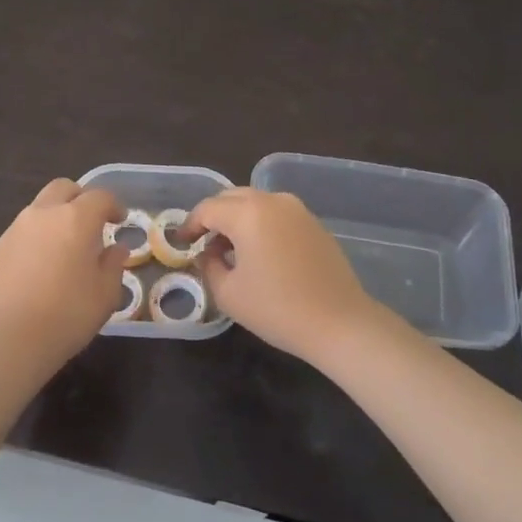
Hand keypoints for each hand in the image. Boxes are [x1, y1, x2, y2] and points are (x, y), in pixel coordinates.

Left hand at [0, 179, 128, 367]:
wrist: (13, 338)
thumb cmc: (69, 314)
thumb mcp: (106, 293)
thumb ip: (113, 264)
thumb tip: (116, 249)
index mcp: (76, 219)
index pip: (100, 197)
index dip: (113, 205)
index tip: (119, 220)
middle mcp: (43, 214)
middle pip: (63, 188)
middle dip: (79, 198)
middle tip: (89, 223)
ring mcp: (14, 230)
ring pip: (38, 209)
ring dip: (54, 219)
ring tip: (62, 248)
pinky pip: (19, 235)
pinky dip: (33, 241)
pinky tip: (36, 270)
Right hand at [184, 188, 380, 361]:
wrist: (340, 322)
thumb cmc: (277, 309)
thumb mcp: (228, 293)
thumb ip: (208, 266)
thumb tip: (207, 254)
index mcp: (248, 213)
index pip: (208, 209)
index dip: (190, 224)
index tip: (182, 242)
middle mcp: (273, 201)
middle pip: (232, 198)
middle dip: (213, 216)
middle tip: (203, 241)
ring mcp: (298, 210)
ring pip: (256, 203)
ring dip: (237, 219)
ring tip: (230, 248)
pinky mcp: (314, 223)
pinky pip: (277, 214)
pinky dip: (260, 224)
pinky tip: (260, 252)